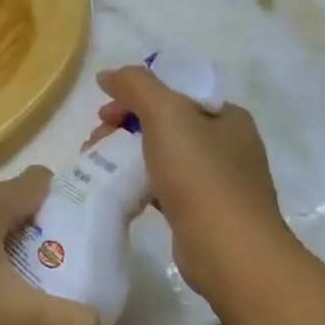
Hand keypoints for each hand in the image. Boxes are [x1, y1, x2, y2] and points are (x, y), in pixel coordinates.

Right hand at [93, 66, 293, 298]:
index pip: (174, 92)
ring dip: (127, 155)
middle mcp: (228, 144)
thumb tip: (108, 74)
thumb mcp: (166, 114)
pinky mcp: (204, 213)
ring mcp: (218, 181)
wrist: (229, 250)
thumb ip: (136, 85)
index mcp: (226, 116)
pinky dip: (140, 184)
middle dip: (124, 126)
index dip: (135, 95)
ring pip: (162, 156)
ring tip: (99, 166)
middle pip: (165, 123)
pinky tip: (122, 192)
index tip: (104, 112)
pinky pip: (165, 187)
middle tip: (96, 140)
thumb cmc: (200, 174)